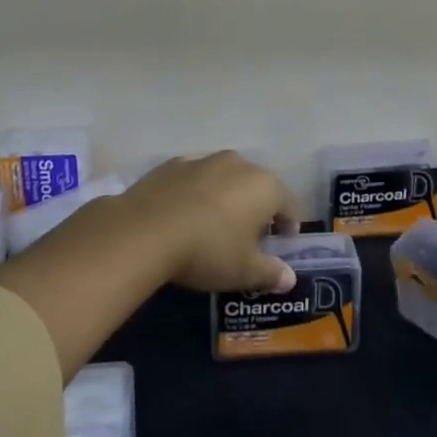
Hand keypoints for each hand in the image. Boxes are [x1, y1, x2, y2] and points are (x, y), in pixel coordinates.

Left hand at [125, 152, 299, 293]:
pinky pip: (196, 179)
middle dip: (258, 209)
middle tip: (249, 237)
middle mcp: (240, 164)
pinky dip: (197, 193)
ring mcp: (205, 159)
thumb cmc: (208, 250)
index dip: (290, 226)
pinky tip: (185, 215)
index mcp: (265, 186)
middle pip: (258, 187)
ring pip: (226, 179)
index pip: (290, 204)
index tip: (283, 244)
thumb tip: (289, 278)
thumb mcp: (244, 271)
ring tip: (215, 225)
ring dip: (227, 197)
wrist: (146, 230)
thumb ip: (271, 273)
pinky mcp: (174, 163)